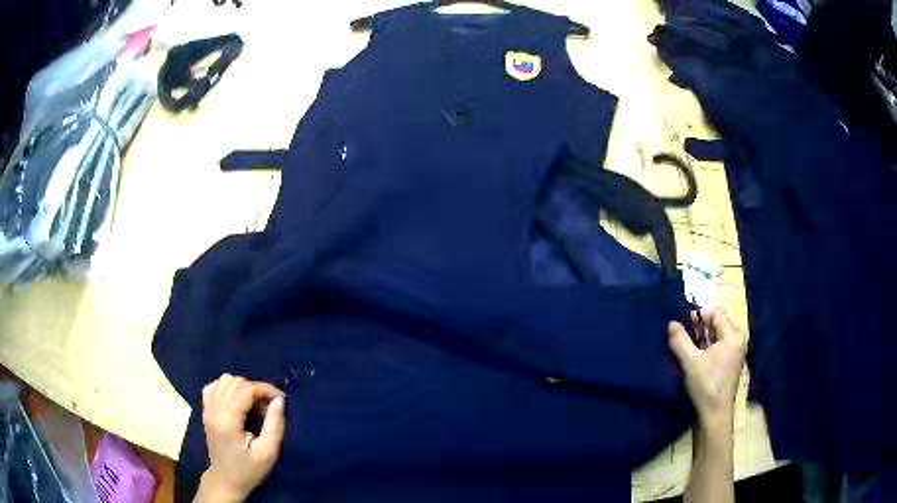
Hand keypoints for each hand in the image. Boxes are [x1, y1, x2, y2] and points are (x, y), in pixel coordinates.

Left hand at [197, 374, 285, 502]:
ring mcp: (207, 408)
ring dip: (243, 387)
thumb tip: (280, 400)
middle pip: (235, 382)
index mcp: (227, 420)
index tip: (281, 400)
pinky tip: (238, 400)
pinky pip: (214, 386)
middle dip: (256, 389)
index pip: (245, 389)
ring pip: (225, 380)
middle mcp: (214, 409)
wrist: (226, 480)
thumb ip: (275, 425)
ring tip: (255, 404)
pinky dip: (228, 387)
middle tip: (269, 407)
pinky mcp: (205, 409)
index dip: (265, 389)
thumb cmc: (249, 470)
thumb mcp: (268, 453)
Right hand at [668, 308, 746, 428]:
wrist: (715, 415)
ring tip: (688, 348)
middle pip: (718, 322)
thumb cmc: (706, 386)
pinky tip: (697, 358)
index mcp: (733, 335)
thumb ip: (680, 340)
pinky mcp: (732, 362)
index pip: (717, 312)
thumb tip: (672, 323)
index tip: (684, 325)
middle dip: (700, 327)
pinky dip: (708, 347)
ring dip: (703, 338)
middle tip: (684, 337)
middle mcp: (738, 339)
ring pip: (718, 334)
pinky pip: (720, 345)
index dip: (700, 314)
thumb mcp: (690, 361)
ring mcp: (737, 351)